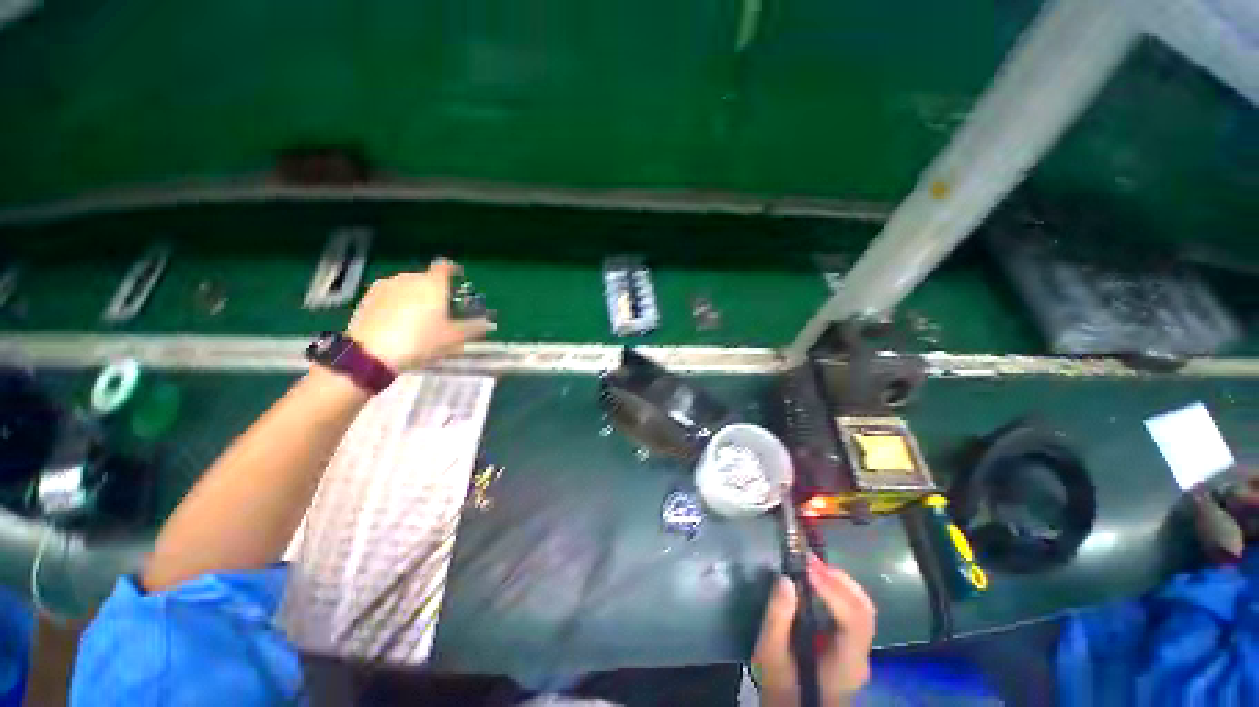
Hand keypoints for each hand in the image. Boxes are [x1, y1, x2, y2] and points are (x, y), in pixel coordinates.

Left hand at [347, 259, 495, 370]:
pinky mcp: (367, 297)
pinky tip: (398, 322)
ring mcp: (385, 286)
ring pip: (406, 286)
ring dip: (414, 296)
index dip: (453, 270)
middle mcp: (409, 278)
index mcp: (432, 284)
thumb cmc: (420, 341)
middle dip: (434, 290)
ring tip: (418, 318)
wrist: (371, 354)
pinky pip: (389, 295)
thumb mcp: (452, 338)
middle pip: (425, 278)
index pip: (445, 267)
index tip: (458, 278)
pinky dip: (397, 303)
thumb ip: (473, 328)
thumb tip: (490, 324)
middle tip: (440, 309)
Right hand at [754, 555, 876, 705]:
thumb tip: (785, 580)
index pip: (853, 622)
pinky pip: (854, 612)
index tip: (809, 569)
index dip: (834, 593)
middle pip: (864, 612)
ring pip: (863, 610)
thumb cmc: (781, 684)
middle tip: (811, 561)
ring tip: (814, 566)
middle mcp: (860, 657)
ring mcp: (860, 651)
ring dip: (841, 583)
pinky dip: (840, 591)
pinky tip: (820, 581)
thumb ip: (777, 618)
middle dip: (839, 582)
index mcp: (846, 664)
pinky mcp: (851, 644)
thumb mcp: (770, 654)